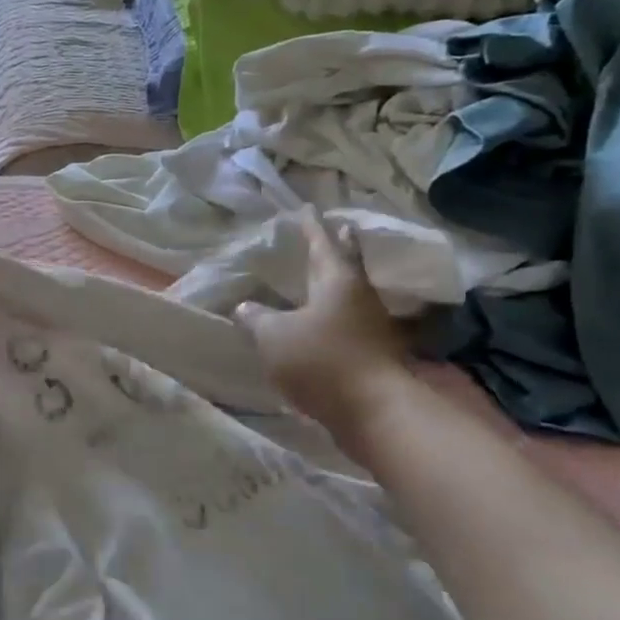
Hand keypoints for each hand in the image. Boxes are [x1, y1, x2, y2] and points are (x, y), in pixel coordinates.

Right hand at [235, 207, 414, 437]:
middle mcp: (359, 297)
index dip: (311, 227)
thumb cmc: (321, 360)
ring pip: (352, 294)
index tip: (308, 209)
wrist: (373, 410)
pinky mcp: (374, 354)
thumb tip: (245, 307)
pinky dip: (338, 315)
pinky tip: (326, 322)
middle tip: (340, 228)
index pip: (321, 244)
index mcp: (337, 281)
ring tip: (326, 276)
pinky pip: (352, 323)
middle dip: (341, 246)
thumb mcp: (274, 336)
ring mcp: (371, 327)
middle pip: (349, 264)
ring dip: (340, 282)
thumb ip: (257, 318)